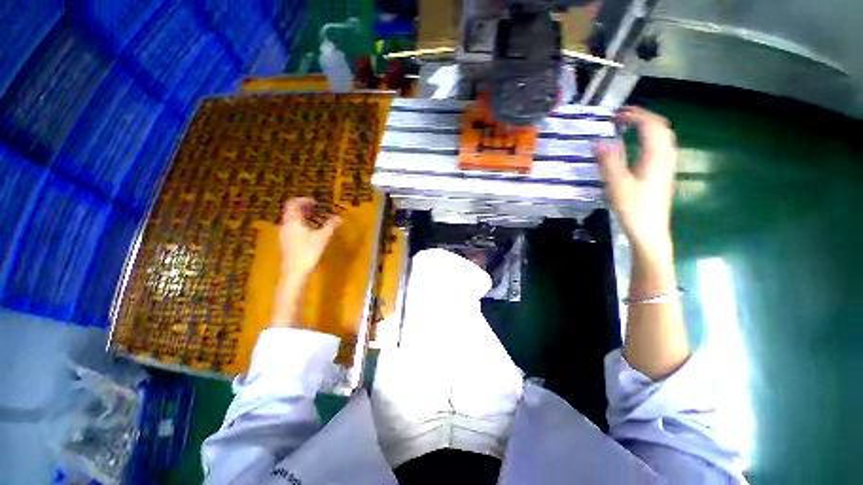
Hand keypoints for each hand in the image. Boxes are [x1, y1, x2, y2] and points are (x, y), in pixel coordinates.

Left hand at [279, 197, 341, 285]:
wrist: (294, 272)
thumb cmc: (308, 252)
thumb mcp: (322, 238)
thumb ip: (330, 226)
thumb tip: (339, 217)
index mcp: (293, 221)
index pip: (293, 204)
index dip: (303, 200)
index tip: (315, 202)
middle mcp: (286, 225)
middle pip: (291, 211)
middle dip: (304, 208)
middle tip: (316, 208)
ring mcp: (284, 235)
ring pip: (291, 220)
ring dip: (302, 216)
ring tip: (315, 219)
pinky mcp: (286, 243)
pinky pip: (292, 227)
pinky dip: (301, 224)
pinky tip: (310, 232)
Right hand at [594, 107, 676, 255]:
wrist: (650, 230)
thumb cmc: (634, 209)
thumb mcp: (617, 186)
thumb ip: (609, 162)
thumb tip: (598, 142)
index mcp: (655, 157)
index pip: (650, 126)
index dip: (635, 115)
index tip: (616, 114)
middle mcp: (665, 157)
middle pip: (661, 127)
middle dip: (643, 117)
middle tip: (622, 117)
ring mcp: (666, 165)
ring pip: (663, 136)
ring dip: (648, 126)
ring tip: (629, 126)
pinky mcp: (663, 173)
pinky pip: (660, 147)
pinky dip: (649, 138)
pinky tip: (637, 145)